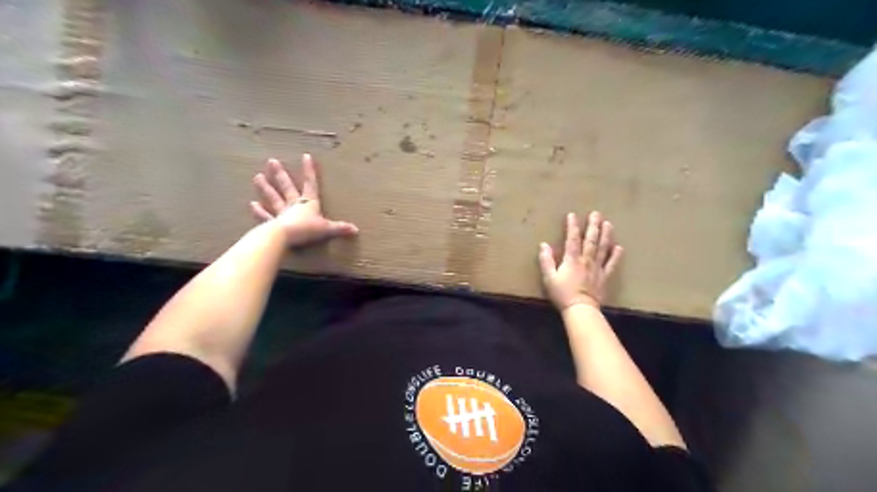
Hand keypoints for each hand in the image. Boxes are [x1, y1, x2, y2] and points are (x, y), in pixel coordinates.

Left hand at [248, 153, 357, 246]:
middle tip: (272, 161)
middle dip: (281, 175)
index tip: (305, 156)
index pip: (310, 184)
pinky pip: (265, 216)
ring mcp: (281, 213)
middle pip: (287, 187)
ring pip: (273, 198)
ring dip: (266, 188)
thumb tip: (356, 230)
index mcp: (309, 203)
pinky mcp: (272, 224)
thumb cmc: (307, 230)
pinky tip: (251, 204)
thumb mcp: (327, 229)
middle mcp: (294, 205)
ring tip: (257, 176)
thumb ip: (340, 228)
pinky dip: (258, 211)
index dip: (309, 170)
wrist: (285, 237)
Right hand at [538, 211, 619, 310]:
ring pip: (603, 248)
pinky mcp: (605, 277)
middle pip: (591, 240)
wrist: (581, 309)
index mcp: (572, 259)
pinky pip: (612, 264)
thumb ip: (546, 260)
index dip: (572, 226)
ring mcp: (597, 268)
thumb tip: (543, 244)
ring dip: (606, 235)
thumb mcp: (549, 278)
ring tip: (608, 224)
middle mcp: (586, 260)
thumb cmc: (562, 294)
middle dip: (593, 226)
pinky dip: (616, 255)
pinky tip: (619, 247)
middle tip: (596, 213)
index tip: (572, 215)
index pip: (572, 239)